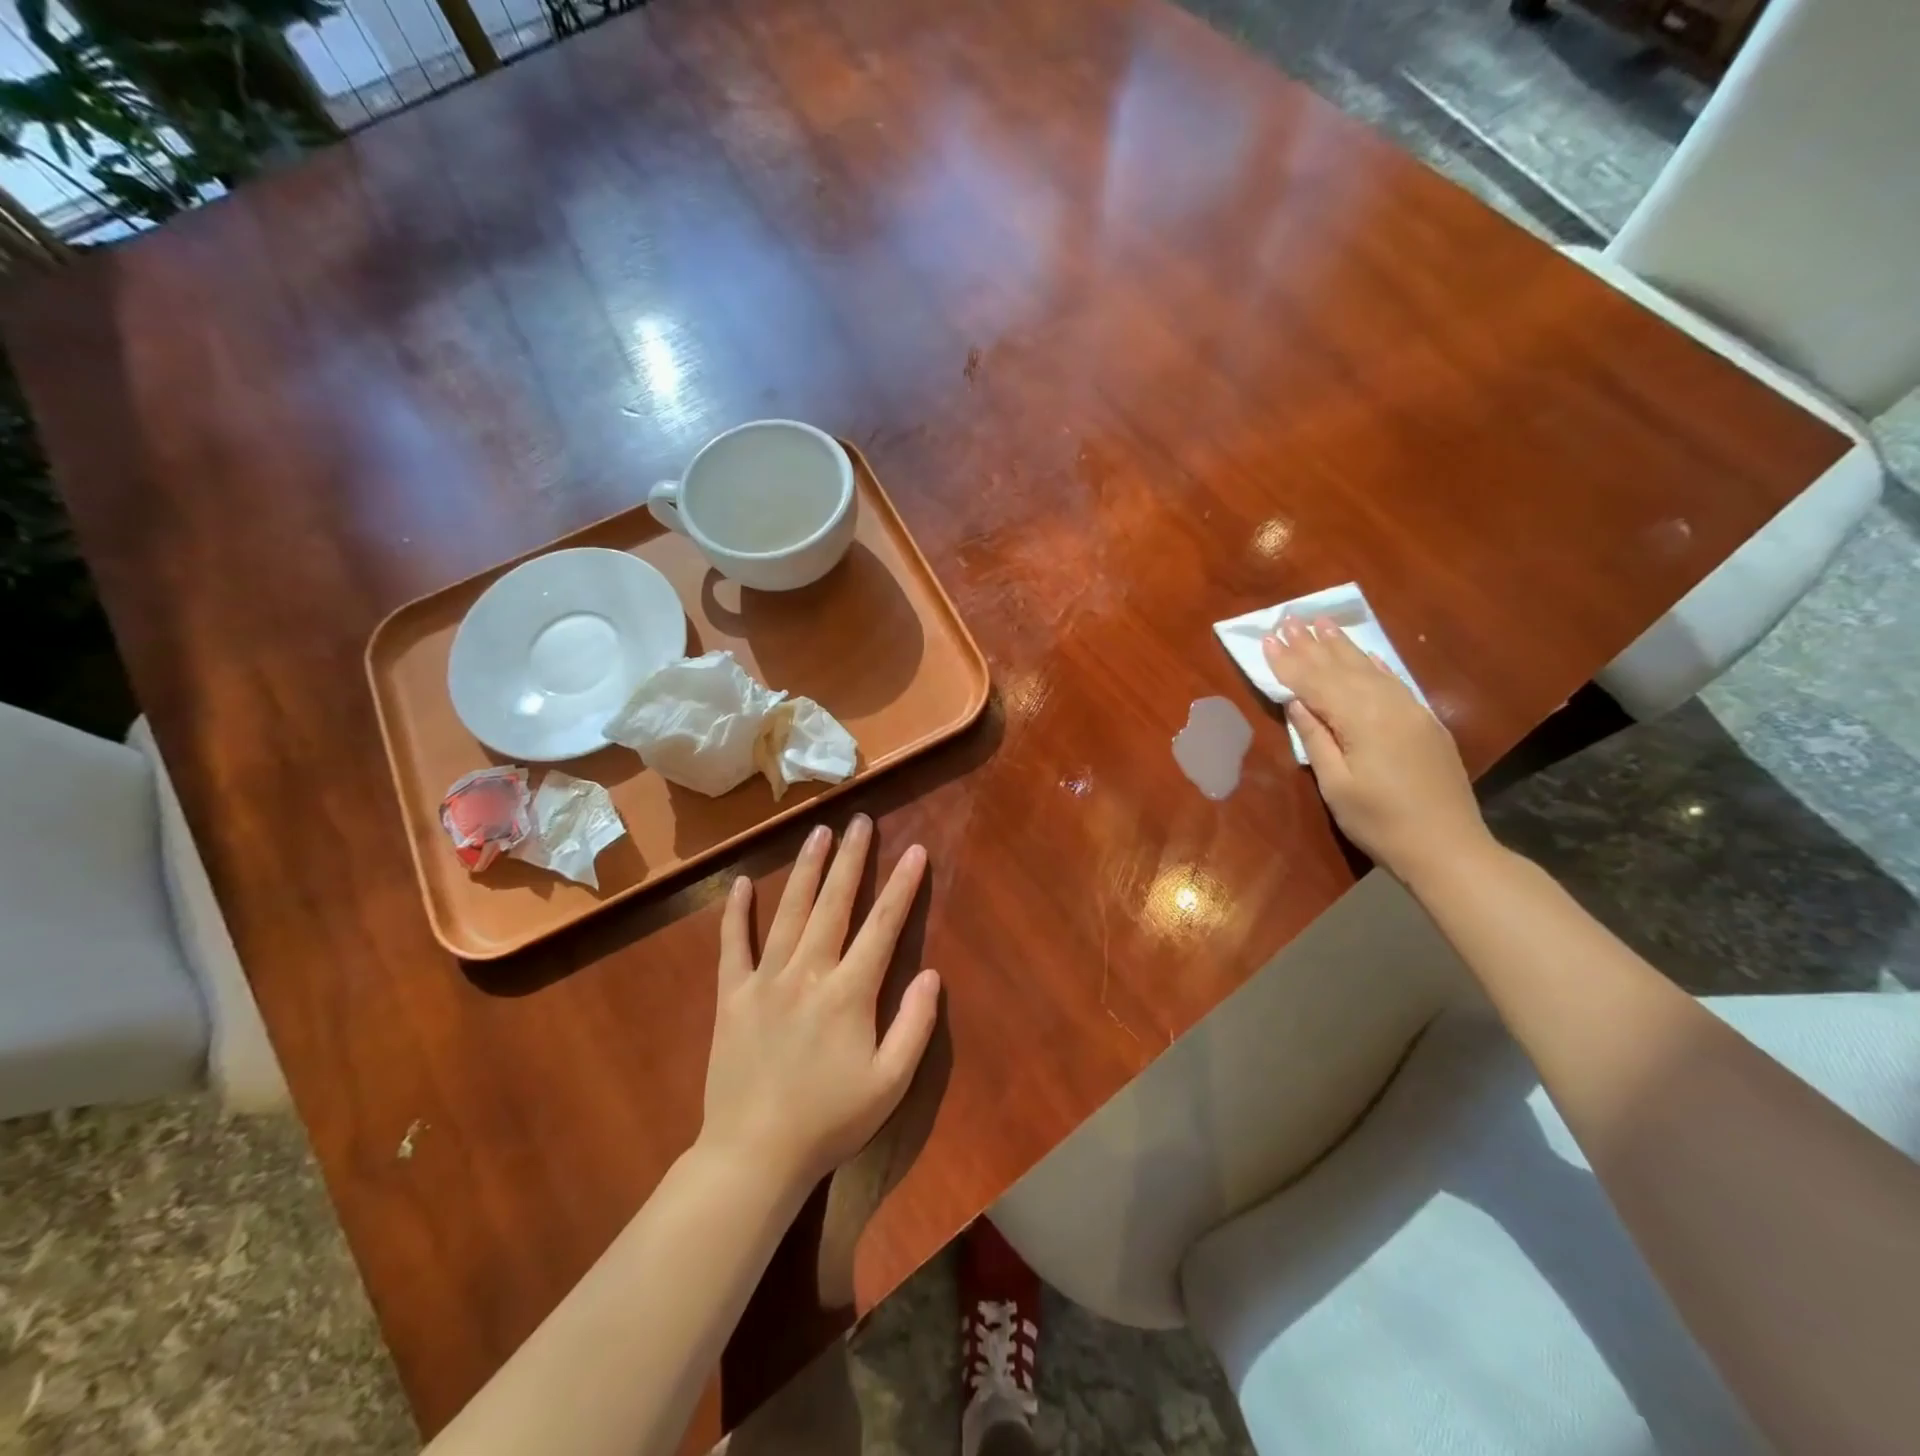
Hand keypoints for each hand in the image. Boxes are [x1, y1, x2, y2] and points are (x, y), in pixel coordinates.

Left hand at [699, 814, 940, 1191]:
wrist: (754, 1154)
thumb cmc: (830, 1120)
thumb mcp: (890, 1083)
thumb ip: (915, 1025)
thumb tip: (931, 974)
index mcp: (849, 992)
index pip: (882, 926)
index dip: (902, 886)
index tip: (916, 851)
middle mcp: (808, 973)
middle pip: (834, 903)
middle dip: (852, 859)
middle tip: (861, 821)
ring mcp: (765, 980)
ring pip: (789, 911)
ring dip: (806, 869)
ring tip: (818, 832)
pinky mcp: (732, 995)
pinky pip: (733, 945)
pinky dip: (736, 913)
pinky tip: (740, 884)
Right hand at [1262, 615, 1493, 880]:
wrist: (1448, 849)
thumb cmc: (1379, 822)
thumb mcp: (1336, 784)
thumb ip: (1316, 738)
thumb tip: (1297, 702)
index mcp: (1361, 720)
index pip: (1316, 682)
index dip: (1289, 662)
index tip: (1268, 638)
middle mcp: (1388, 705)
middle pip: (1342, 668)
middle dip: (1312, 644)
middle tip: (1289, 618)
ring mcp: (1412, 711)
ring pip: (1369, 670)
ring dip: (1342, 646)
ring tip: (1321, 622)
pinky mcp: (1425, 723)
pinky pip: (1394, 682)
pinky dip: (1375, 665)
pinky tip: (1364, 653)